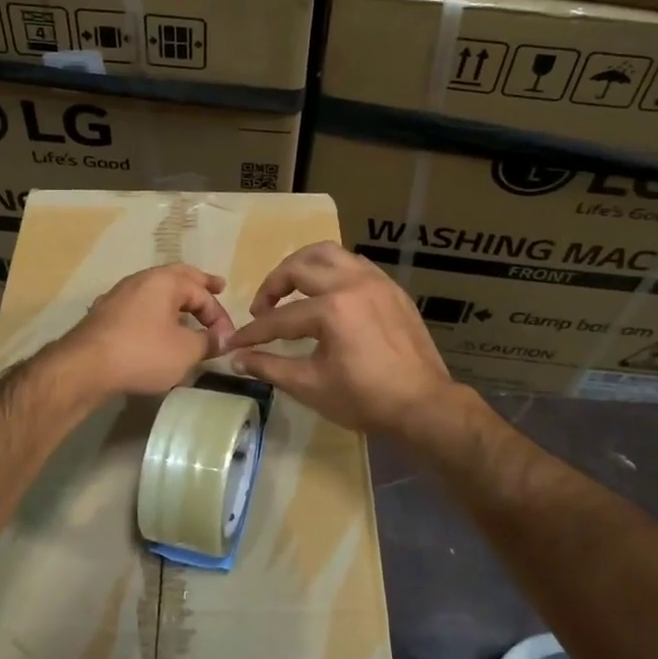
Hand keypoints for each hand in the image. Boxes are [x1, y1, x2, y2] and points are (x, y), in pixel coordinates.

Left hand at [63, 263, 235, 396]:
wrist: (84, 367)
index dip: (219, 316)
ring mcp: (119, 295)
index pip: (202, 293)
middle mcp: (141, 279)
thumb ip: (208, 342)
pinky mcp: (105, 314)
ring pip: (155, 290)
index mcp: (165, 281)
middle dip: (199, 283)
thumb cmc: (142, 352)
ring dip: (176, 299)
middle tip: (218, 286)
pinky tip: (157, 325)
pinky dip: (156, 311)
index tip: (227, 339)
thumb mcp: (185, 351)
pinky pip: (139, 305)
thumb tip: (222, 339)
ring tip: (188, 308)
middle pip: (178, 276)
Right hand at [226, 242, 451, 433]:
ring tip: (291, 288)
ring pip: (329, 253)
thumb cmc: (365, 399)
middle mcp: (353, 284)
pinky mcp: (391, 289)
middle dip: (273, 285)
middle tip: (262, 308)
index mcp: (332, 310)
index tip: (234, 343)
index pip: (280, 317)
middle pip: (300, 267)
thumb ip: (270, 367)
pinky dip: (332, 271)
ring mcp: (376, 282)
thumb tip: (237, 359)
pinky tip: (326, 293)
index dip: (253, 333)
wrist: (423, 405)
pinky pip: (354, 264)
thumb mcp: (311, 386)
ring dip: (303, 266)